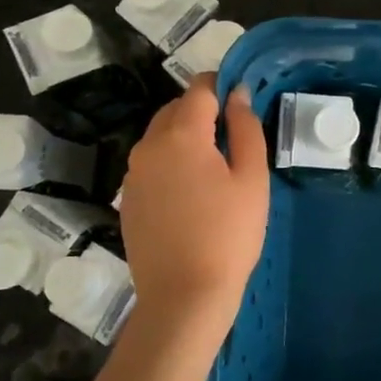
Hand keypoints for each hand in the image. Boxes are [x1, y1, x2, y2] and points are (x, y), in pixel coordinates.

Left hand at [118, 77, 268, 328]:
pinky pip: (152, 165)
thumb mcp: (252, 178)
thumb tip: (238, 94)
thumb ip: (246, 128)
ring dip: (187, 138)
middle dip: (203, 112)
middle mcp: (148, 146)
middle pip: (176, 110)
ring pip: (161, 138)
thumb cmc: (229, 234)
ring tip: (216, 169)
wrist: (184, 295)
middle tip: (235, 139)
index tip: (242, 100)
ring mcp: (132, 174)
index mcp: (181, 135)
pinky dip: (172, 164)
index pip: (199, 89)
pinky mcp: (128, 199)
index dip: (222, 86)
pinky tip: (193, 195)